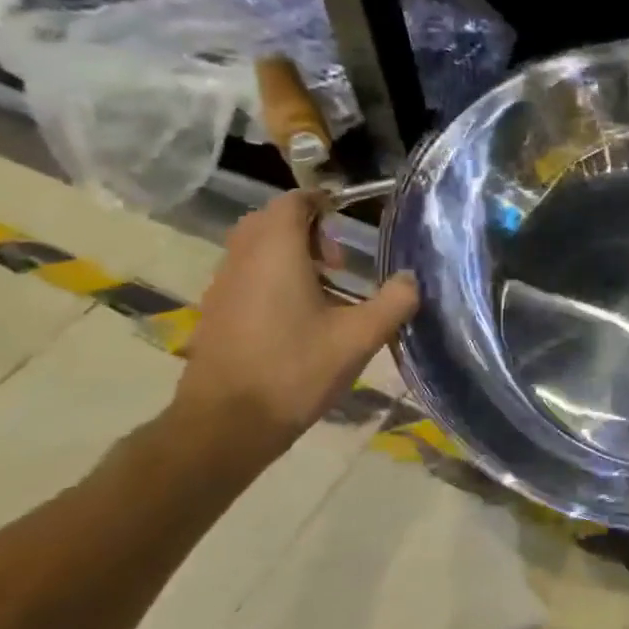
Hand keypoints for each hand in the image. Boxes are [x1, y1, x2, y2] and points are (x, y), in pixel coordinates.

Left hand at [168, 191, 418, 467]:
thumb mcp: (359, 338)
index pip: (292, 202)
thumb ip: (393, 302)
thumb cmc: (295, 371)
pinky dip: (271, 277)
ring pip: (254, 248)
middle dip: (306, 228)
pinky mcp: (216, 313)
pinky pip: (244, 275)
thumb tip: (412, 279)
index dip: (321, 202)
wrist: (225, 426)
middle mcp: (243, 260)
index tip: (349, 218)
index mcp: (276, 253)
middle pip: (269, 221)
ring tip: (324, 290)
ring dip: (288, 254)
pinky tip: (299, 317)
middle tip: (338, 259)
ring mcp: (223, 287)